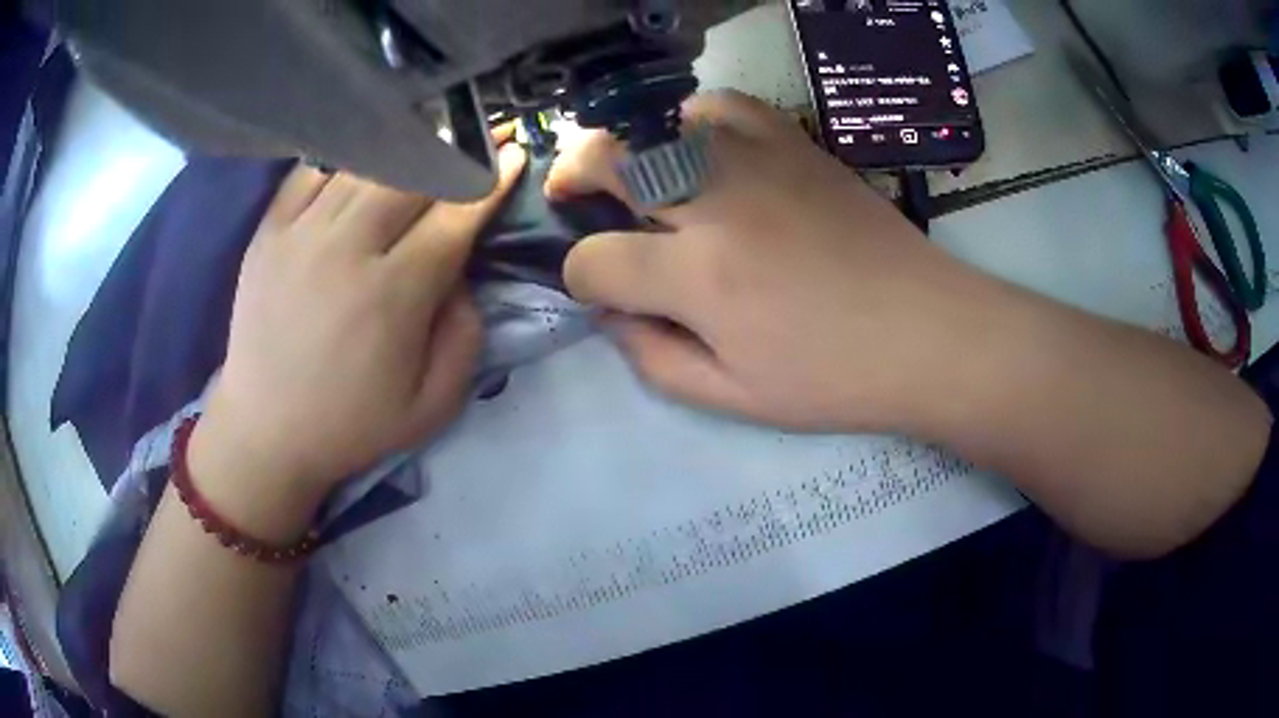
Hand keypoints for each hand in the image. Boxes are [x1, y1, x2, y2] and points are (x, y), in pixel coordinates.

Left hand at [193, 142, 527, 499]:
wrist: (266, 432)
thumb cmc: (352, 424)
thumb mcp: (433, 405)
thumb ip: (465, 336)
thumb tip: (463, 274)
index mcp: (393, 295)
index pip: (454, 215)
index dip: (490, 180)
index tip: (512, 154)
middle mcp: (347, 250)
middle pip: (411, 174)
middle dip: (453, 151)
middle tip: (474, 139)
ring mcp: (301, 235)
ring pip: (364, 164)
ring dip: (403, 147)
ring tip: (426, 139)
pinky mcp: (268, 232)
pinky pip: (310, 171)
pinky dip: (343, 156)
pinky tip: (361, 156)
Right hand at [547, 91, 985, 432]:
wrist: (925, 333)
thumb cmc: (833, 378)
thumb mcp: (732, 398)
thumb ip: (653, 358)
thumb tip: (612, 316)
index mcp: (697, 277)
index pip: (593, 260)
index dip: (580, 278)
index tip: (599, 290)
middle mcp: (715, 203)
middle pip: (608, 160)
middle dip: (574, 177)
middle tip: (576, 196)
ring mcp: (757, 162)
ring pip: (658, 124)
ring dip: (629, 148)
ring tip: (638, 174)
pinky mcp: (795, 145)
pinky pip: (725, 106)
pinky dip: (695, 120)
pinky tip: (701, 146)